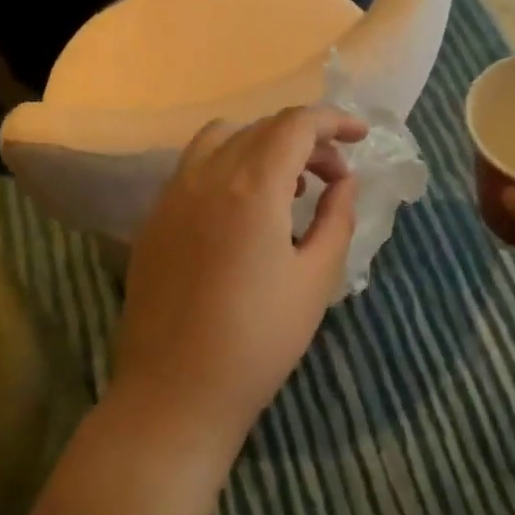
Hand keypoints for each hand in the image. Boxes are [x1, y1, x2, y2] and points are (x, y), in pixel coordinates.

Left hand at [110, 106, 366, 457]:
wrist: (176, 393)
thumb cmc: (259, 341)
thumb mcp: (316, 279)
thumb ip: (336, 218)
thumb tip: (344, 182)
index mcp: (252, 187)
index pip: (296, 124)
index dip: (333, 121)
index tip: (360, 137)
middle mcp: (207, 176)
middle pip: (262, 127)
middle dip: (307, 139)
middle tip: (334, 175)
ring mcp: (173, 195)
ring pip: (222, 138)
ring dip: (263, 144)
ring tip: (289, 184)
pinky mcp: (154, 219)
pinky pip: (194, 166)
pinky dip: (229, 163)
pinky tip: (244, 207)